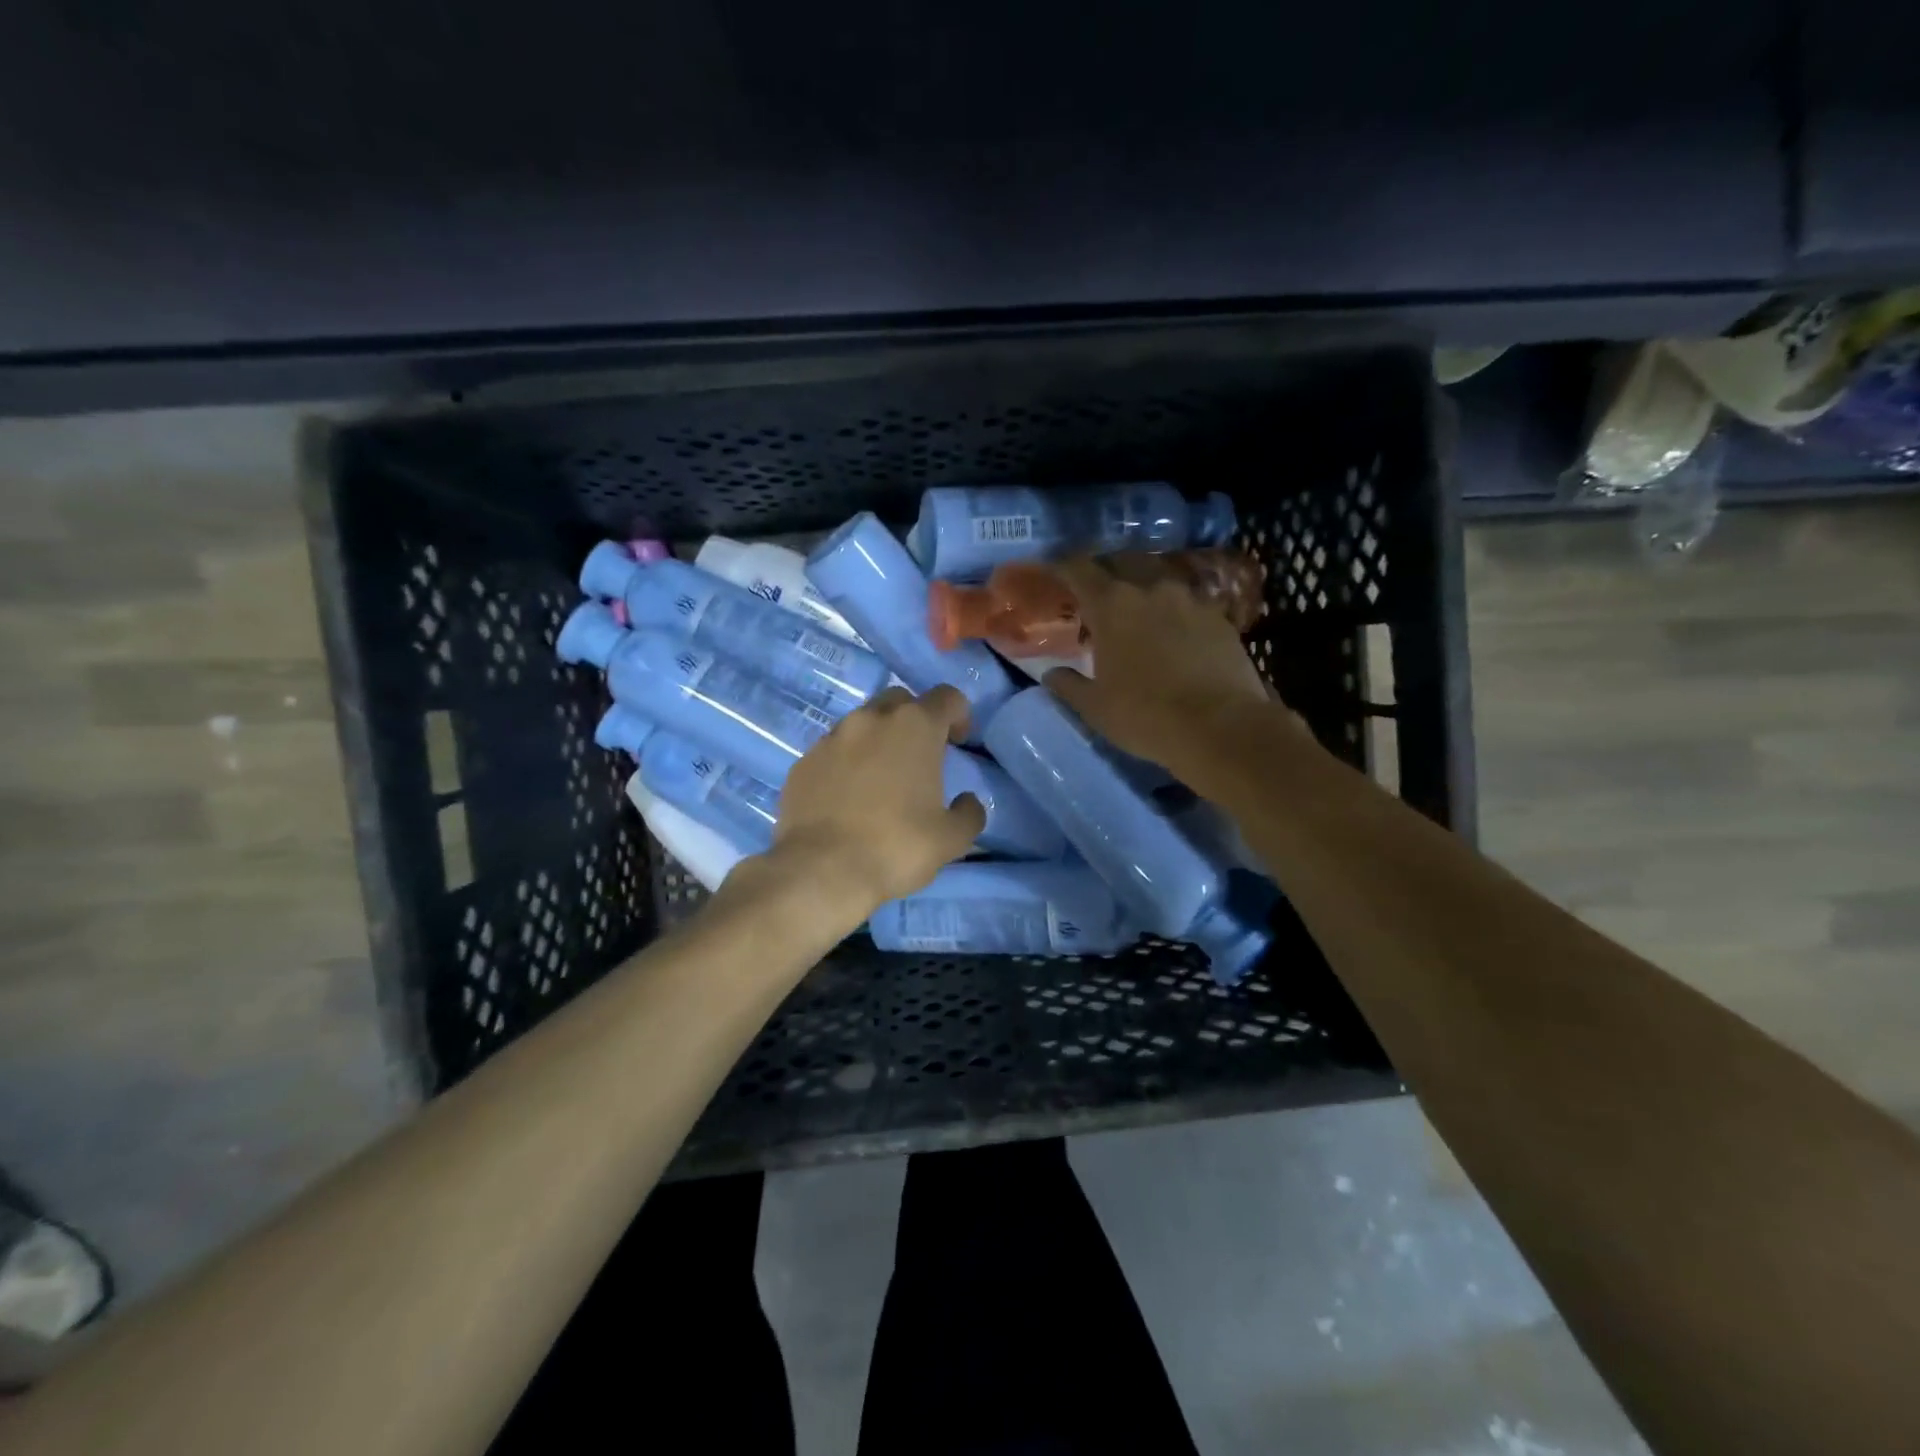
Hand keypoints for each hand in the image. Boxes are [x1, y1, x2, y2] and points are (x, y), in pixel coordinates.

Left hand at [769, 685, 985, 915]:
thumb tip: (966, 801)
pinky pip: (832, 751)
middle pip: (900, 701)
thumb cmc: (896, 847)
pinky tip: (847, 798)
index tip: (958, 742)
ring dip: (877, 741)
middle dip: (914, 721)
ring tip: (880, 780)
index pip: (947, 696)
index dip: (959, 714)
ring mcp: (831, 738)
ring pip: (861, 724)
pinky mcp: (803, 761)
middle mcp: (871, 719)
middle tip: (919, 757)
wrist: (822, 870)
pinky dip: (845, 763)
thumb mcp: (952, 839)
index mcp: (914, 727)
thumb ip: (968, 812)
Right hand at [1043, 556, 1278, 773]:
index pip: (1079, 570)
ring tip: (1137, 610)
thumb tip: (1051, 673)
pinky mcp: (1220, 617)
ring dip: (1143, 588)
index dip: (1063, 568)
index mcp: (1112, 605)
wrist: (1221, 727)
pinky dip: (1174, 610)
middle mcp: (1150, 589)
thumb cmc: (1145, 715)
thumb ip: (1069, 685)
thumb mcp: (1095, 707)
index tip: (1054, 572)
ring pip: (1159, 580)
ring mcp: (1190, 599)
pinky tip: (1174, 630)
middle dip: (1105, 572)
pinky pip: (1188, 602)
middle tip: (1096, 593)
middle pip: (1122, 563)